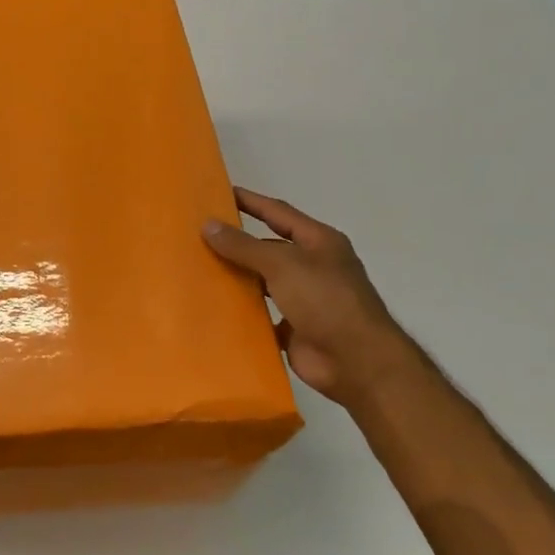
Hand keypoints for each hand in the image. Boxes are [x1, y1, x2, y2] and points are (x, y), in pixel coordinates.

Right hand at [202, 187, 414, 403]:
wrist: (356, 361)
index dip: (250, 202)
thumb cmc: (325, 300)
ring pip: (262, 282)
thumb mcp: (282, 264)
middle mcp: (312, 266)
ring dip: (237, 277)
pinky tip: (213, 307)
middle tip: (197, 237)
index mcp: (319, 242)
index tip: (218, 193)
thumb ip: (244, 246)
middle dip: (237, 243)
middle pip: (268, 248)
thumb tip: (208, 224)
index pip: (278, 213)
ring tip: (198, 270)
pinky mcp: (293, 328)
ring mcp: (304, 299)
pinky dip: (241, 311)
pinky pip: (261, 314)